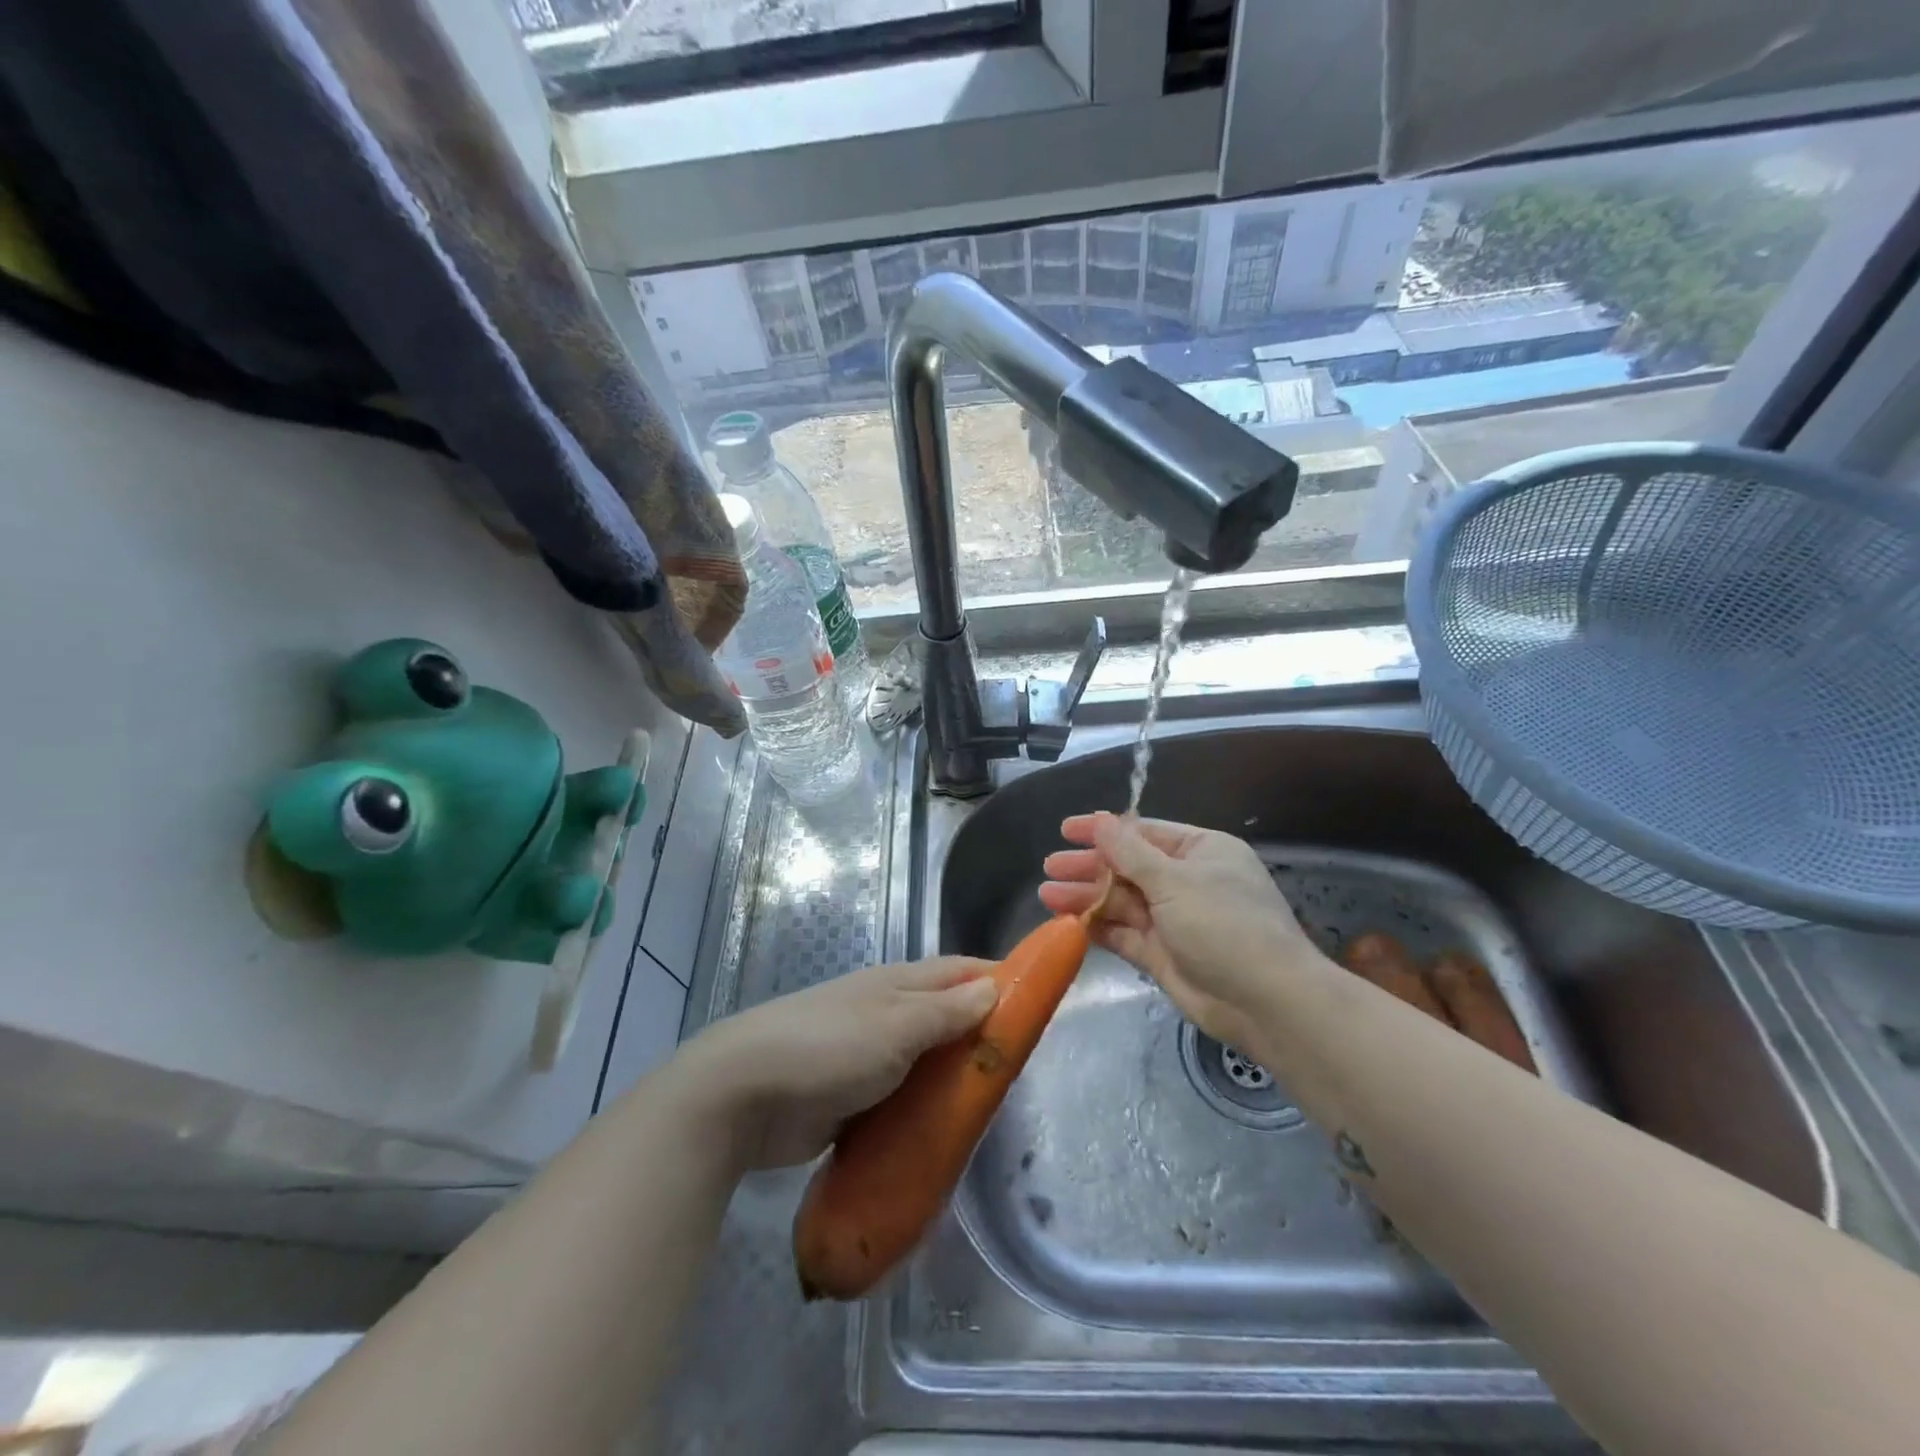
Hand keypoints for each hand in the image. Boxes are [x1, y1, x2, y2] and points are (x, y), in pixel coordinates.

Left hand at [677, 957, 997, 1170]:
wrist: (743, 1095)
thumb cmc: (828, 1048)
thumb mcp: (895, 1026)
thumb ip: (945, 1011)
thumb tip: (993, 987)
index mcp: (897, 985)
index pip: (959, 972)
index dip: (998, 980)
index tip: (1036, 1004)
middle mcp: (886, 1013)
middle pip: (945, 1019)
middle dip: (980, 1039)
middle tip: (1018, 1072)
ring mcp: (867, 1057)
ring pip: (925, 1064)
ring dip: (952, 1081)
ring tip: (990, 1111)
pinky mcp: (852, 1100)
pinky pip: (901, 1102)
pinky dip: (923, 1113)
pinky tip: (945, 1138)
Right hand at [1038, 812, 1330, 1053]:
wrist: (1266, 1002)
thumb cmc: (1224, 924)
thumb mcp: (1174, 880)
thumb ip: (1130, 852)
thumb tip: (1102, 820)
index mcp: (1200, 851)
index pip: (1144, 833)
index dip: (1105, 830)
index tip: (1066, 829)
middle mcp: (1186, 881)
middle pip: (1128, 867)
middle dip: (1090, 866)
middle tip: (1050, 867)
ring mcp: (1174, 920)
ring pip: (1122, 901)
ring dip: (1087, 897)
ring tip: (1047, 895)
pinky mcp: (1162, 954)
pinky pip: (1124, 933)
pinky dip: (1098, 927)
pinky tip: (1068, 922)